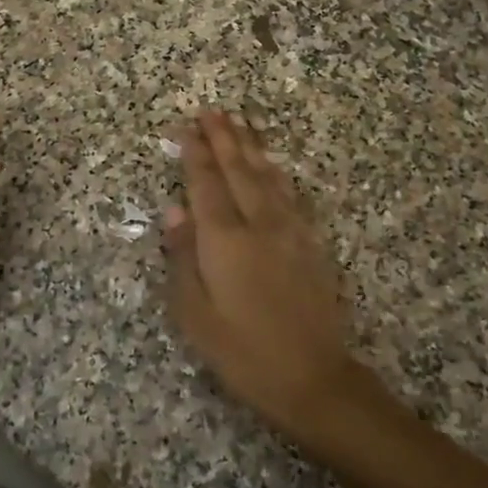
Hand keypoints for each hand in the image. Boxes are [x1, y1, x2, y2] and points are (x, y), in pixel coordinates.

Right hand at [163, 110, 364, 443]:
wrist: (313, 377)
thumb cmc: (242, 351)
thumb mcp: (195, 314)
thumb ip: (183, 257)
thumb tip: (174, 211)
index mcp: (224, 240)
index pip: (205, 184)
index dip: (196, 153)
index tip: (188, 126)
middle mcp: (258, 224)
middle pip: (238, 170)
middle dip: (223, 138)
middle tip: (213, 110)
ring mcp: (289, 231)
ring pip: (267, 176)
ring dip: (252, 146)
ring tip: (241, 122)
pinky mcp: (310, 243)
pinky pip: (290, 195)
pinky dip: (278, 173)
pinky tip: (274, 165)